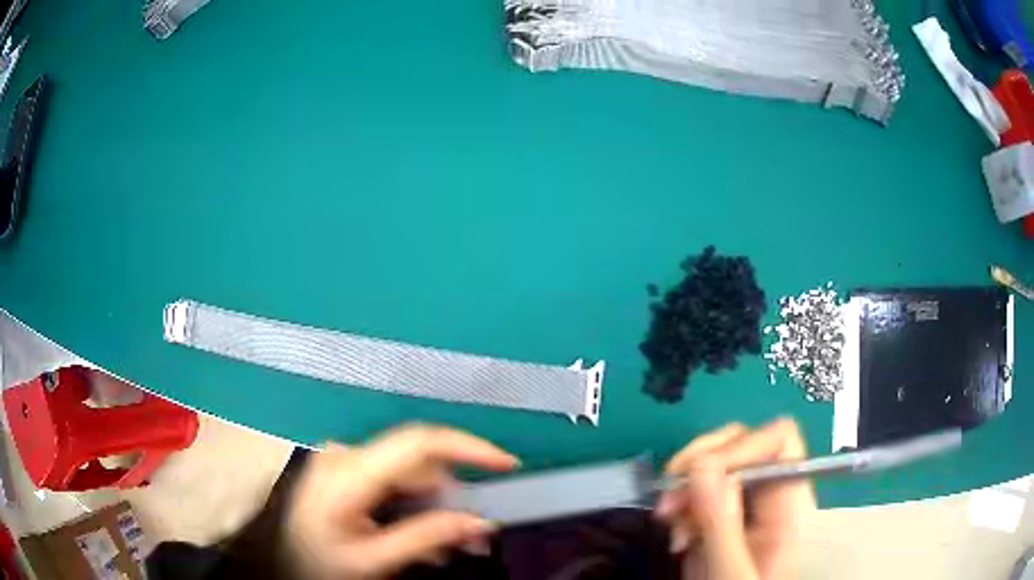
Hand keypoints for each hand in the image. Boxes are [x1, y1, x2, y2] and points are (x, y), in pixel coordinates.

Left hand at [283, 424, 518, 579]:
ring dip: (437, 505)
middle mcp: (347, 454)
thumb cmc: (318, 561)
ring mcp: (345, 458)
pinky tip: (419, 533)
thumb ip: (427, 538)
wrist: (280, 559)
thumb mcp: (373, 560)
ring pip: (411, 472)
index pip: (418, 442)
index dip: (468, 446)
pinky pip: (395, 478)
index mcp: (349, 473)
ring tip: (446, 545)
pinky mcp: (347, 467)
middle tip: (476, 535)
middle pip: (419, 462)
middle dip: (455, 495)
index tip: (507, 464)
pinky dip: (416, 503)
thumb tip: (482, 522)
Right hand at [656, 419, 814, 579]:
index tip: (698, 477)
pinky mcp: (722, 516)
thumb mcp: (729, 572)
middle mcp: (770, 495)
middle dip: (699, 465)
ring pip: (715, 463)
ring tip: (670, 525)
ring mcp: (745, 505)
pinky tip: (677, 538)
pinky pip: (698, 490)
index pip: (779, 442)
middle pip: (743, 443)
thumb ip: (721, 524)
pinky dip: (679, 506)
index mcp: (788, 505)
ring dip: (683, 487)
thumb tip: (702, 466)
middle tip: (669, 502)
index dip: (741, 446)